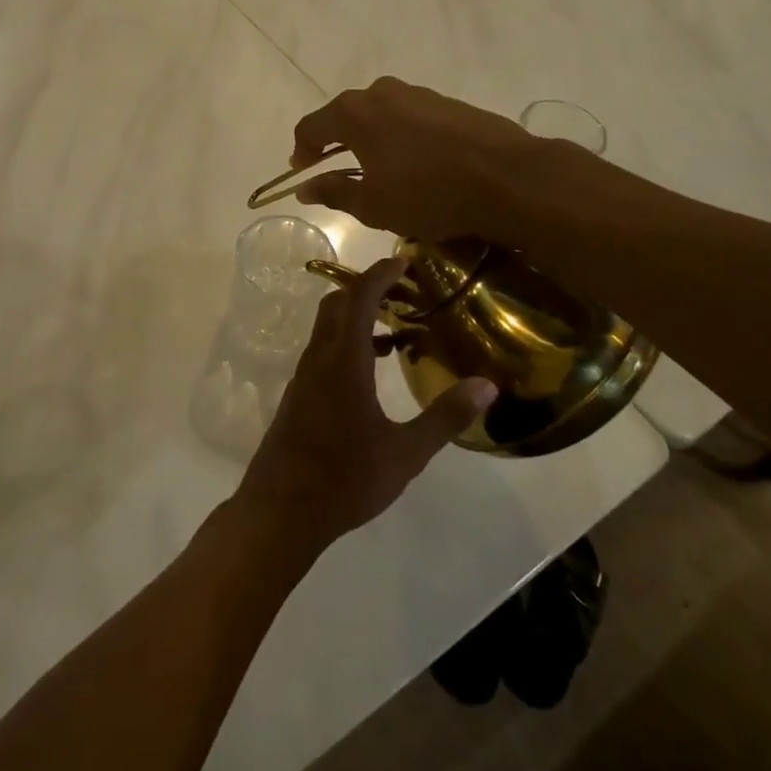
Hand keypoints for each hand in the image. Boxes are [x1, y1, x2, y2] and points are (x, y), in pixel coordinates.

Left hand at [233, 258, 497, 555]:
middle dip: (367, 289)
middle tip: (404, 291)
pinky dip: (348, 343)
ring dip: (357, 318)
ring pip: (328, 329)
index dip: (379, 274)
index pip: (359, 298)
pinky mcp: (299, 395)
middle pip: (337, 305)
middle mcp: (319, 358)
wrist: (282, 509)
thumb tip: (488, 385)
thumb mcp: (405, 453)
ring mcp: (304, 376)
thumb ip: (445, 417)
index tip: (403, 261)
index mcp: (343, 361)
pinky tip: (373, 371)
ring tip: (398, 330)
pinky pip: (324, 351)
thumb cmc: (346, 479)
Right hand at [287, 76, 539, 238]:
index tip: (303, 172)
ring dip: (370, 137)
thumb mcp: (373, 205)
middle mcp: (380, 93)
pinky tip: (414, 162)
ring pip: (379, 114)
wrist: (508, 177)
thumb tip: (305, 188)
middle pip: (344, 115)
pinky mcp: (447, 102)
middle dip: (335, 142)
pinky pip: (409, 117)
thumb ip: (333, 192)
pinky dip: (400, 136)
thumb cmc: (428, 193)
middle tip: (336, 171)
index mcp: (354, 114)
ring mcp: (417, 94)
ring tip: (378, 168)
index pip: (311, 127)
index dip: (302, 151)